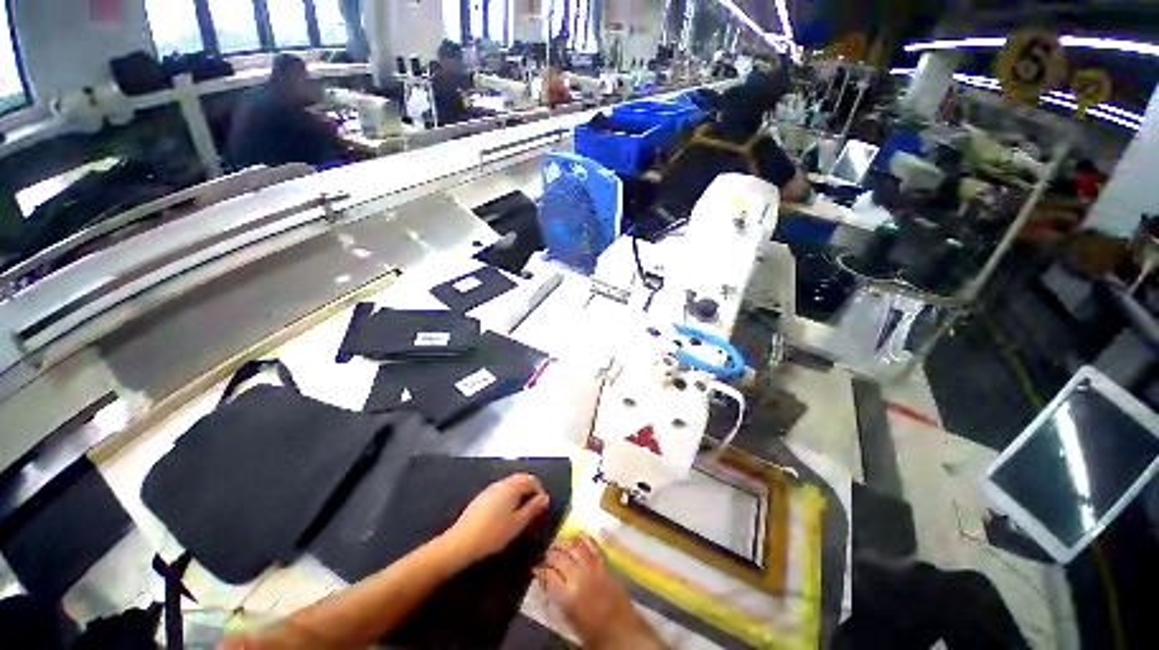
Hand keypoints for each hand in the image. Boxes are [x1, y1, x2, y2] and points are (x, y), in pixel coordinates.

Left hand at [440, 474, 549, 566]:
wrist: (460, 543)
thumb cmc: (492, 534)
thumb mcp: (517, 524)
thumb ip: (533, 509)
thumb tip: (545, 498)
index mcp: (512, 487)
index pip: (532, 480)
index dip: (540, 491)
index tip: (543, 507)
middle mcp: (501, 483)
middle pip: (520, 479)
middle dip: (530, 490)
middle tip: (534, 508)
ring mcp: (490, 489)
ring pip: (510, 485)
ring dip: (519, 493)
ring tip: (521, 512)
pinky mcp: (481, 498)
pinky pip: (500, 491)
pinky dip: (508, 497)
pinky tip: (505, 514)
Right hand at [534, 534, 663, 649]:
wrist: (623, 633)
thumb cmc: (593, 633)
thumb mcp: (569, 621)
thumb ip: (558, 600)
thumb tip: (547, 585)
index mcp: (568, 596)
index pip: (549, 575)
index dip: (540, 570)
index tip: (534, 569)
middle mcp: (579, 577)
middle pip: (560, 557)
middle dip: (550, 554)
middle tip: (545, 555)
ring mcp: (593, 568)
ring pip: (575, 548)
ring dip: (564, 543)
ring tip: (557, 543)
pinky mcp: (605, 565)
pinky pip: (594, 546)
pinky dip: (585, 538)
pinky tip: (577, 534)